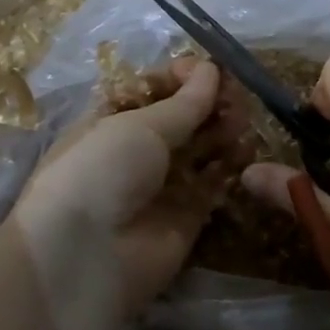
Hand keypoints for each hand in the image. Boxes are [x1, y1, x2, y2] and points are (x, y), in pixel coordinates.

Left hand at [13, 58, 225, 325]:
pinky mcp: (185, 218)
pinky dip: (230, 167)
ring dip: (223, 131)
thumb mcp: (138, 125)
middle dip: (210, 103)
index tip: (211, 69)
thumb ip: (184, 102)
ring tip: (243, 121)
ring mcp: (161, 185)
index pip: (154, 88)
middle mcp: (136, 149)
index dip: (183, 77)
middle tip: (238, 97)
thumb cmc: (101, 172)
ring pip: (200, 149)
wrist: (83, 260)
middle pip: (182, 118)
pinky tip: (246, 151)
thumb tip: (211, 70)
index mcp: (111, 119)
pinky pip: (212, 185)